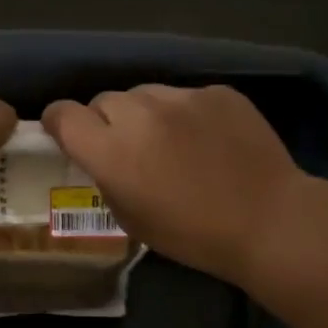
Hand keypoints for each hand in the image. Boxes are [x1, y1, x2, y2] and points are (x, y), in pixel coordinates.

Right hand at [42, 85, 306, 286]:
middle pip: (103, 100)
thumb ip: (106, 178)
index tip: (68, 135)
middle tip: (127, 147)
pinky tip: (207, 140)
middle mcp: (141, 115)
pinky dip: (185, 114)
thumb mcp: (130, 219)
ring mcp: (182, 98)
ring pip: (144, 94)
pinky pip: (185, 96)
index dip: (60, 123)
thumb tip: (102, 157)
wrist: (267, 221)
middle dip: (106, 121)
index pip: (63, 114)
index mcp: (112, 151)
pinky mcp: (217, 92)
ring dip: (144, 114)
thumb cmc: (192, 235)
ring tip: (169, 140)